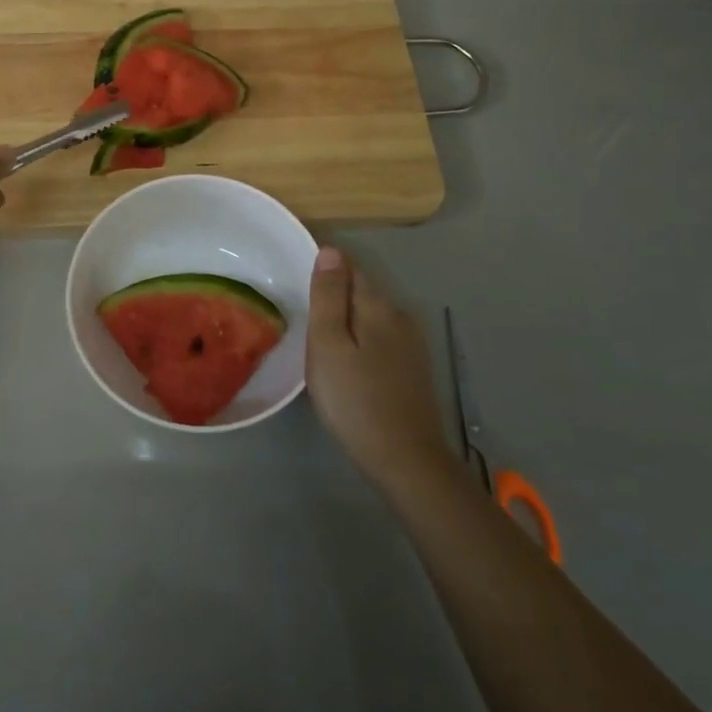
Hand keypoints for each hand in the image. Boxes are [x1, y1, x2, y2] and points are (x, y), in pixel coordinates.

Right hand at [306, 246, 459, 491]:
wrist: (406, 460)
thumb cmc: (355, 400)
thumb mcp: (328, 345)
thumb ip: (329, 296)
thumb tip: (330, 250)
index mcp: (378, 306)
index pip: (350, 267)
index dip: (325, 266)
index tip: (297, 276)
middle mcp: (400, 316)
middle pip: (363, 290)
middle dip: (335, 292)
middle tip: (302, 309)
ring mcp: (412, 344)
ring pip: (372, 316)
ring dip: (348, 318)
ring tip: (319, 336)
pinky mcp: (414, 369)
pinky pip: (381, 338)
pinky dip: (361, 339)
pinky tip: (347, 360)